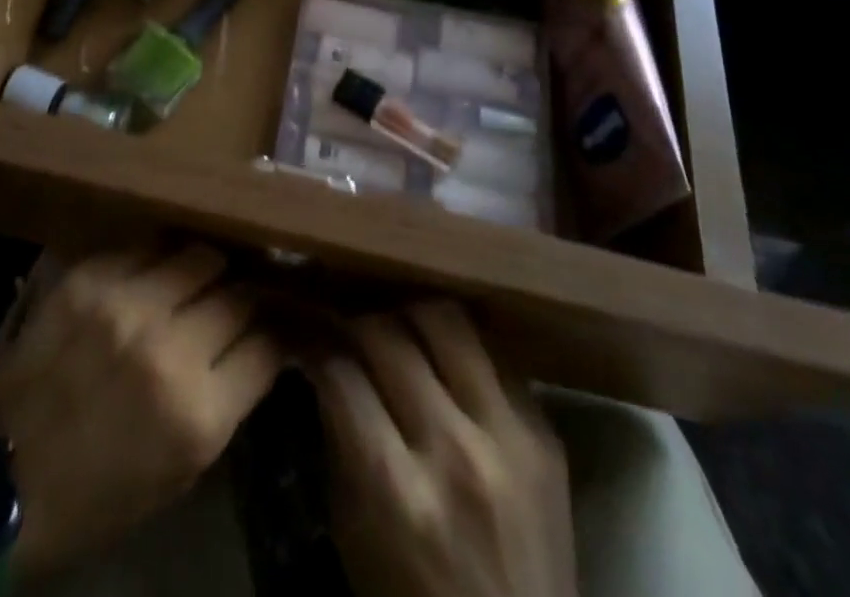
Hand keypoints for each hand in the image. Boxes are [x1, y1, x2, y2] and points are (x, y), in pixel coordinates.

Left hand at [0, 245, 281, 582]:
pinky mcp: (88, 277)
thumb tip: (258, 343)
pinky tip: (151, 272)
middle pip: (237, 291)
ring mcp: (126, 304)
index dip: (273, 335)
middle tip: (233, 299)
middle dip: (242, 296)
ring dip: (203, 269)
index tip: (269, 329)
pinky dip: (156, 258)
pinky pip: (144, 246)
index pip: (267, 344)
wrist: (0, 480)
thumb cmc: (99, 492)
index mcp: (198, 413)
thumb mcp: (180, 469)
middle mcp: (169, 347)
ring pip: (197, 254)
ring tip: (195, 278)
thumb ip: (226, 400)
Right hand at [313, 303, 574, 596]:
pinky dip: (460, 347)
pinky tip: (445, 358)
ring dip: (410, 317)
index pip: (340, 372)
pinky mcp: (546, 434)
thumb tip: (322, 358)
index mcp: (396, 491)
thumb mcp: (353, 532)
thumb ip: (339, 437)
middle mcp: (454, 452)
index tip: (303, 332)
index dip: (313, 343)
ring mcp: (509, 438)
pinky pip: (496, 353)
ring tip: (398, 331)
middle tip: (346, 327)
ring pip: (447, 320)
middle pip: (389, 334)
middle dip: (355, 321)